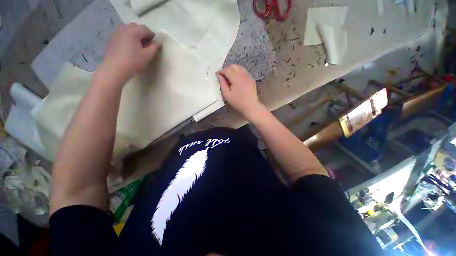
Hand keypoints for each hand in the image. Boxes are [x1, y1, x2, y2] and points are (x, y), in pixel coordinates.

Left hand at [102, 23, 160, 81]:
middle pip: (137, 28)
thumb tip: (158, 43)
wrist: (115, 68)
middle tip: (146, 46)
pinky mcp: (112, 38)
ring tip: (138, 47)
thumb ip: (154, 47)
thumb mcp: (148, 55)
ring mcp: (116, 32)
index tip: (154, 46)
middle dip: (143, 35)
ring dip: (135, 36)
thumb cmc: (133, 61)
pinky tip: (129, 48)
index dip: (152, 37)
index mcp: (134, 30)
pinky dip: (128, 38)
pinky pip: (123, 35)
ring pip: (129, 30)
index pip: (146, 29)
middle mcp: (124, 28)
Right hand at [216, 64, 266, 120]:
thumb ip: (222, 84)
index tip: (217, 75)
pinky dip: (238, 72)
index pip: (227, 69)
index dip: (221, 71)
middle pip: (233, 66)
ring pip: (239, 67)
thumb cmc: (238, 102)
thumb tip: (219, 76)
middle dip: (226, 69)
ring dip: (233, 69)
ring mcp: (248, 76)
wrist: (251, 106)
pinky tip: (236, 79)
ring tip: (229, 76)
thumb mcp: (227, 95)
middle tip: (223, 76)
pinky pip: (244, 71)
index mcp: (236, 78)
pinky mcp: (251, 79)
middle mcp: (243, 74)